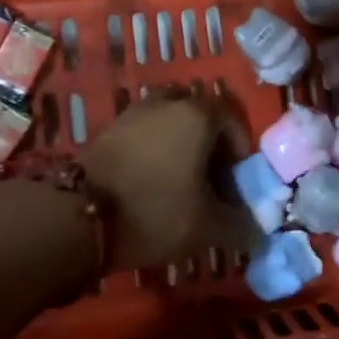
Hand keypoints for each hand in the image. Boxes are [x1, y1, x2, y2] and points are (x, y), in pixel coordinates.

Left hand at [80, 90, 252, 269]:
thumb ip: (240, 227)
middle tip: (210, 179)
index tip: (235, 180)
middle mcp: (166, 104)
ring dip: (179, 145)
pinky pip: (143, 133)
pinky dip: (153, 151)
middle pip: (199, 116)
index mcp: (197, 115)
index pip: (231, 119)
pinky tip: (151, 185)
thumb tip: (258, 235)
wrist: (79, 216)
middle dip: (209, 143)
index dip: (239, 149)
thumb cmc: (157, 211)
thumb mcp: (208, 227)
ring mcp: (132, 114)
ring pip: (168, 123)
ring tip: (180, 182)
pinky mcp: (107, 131)